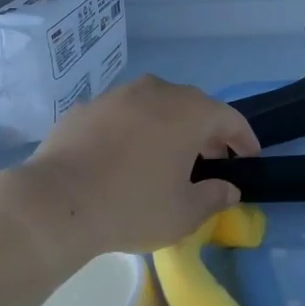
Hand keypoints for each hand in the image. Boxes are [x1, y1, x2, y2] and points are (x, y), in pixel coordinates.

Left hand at [11, 76, 259, 256]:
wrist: (55, 203)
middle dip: (207, 131)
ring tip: (168, 156)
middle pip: (192, 106)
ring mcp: (117, 95)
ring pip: (155, 105)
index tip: (249, 158)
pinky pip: (122, 114)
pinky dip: (133, 129)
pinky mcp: (86, 107)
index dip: (244, 139)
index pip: (229, 118)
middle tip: (212, 159)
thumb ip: (214, 197)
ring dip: (168, 126)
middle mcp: (156, 91)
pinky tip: (124, 156)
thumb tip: (229, 189)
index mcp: (188, 112)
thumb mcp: (183, 213)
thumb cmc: (132, 207)